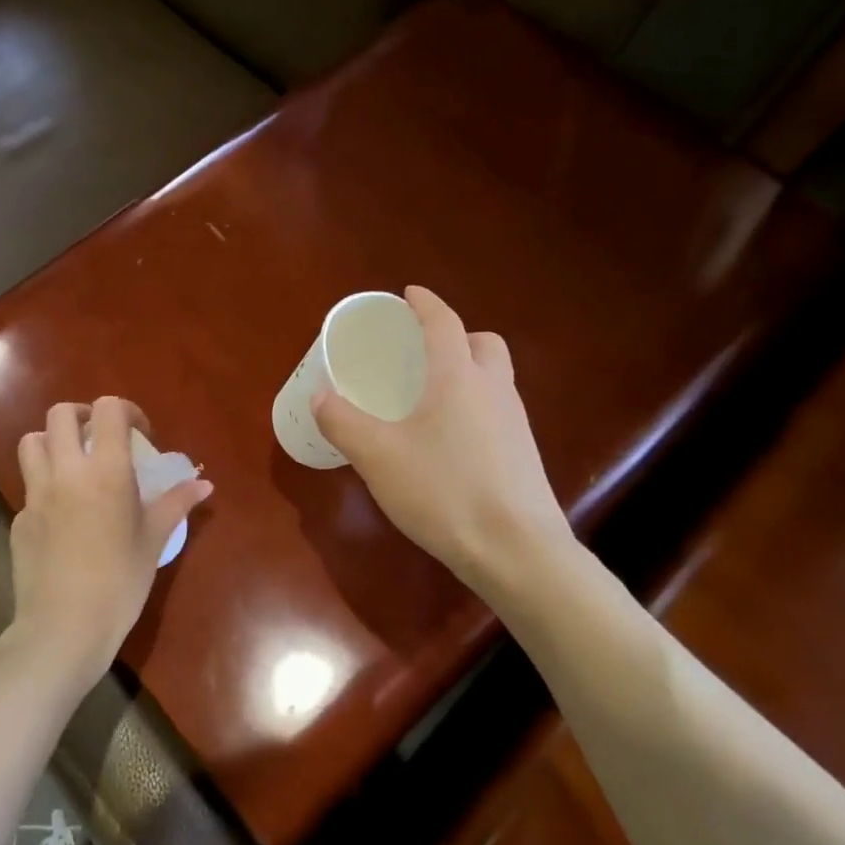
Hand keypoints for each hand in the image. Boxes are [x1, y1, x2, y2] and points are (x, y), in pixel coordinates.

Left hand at [8, 396, 211, 688]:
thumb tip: (205, 484)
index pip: (107, 410)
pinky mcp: (19, 520)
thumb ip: (177, 503)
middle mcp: (65, 472)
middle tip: (101, 439)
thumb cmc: (120, 582)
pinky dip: (45, 487)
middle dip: (82, 416)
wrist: (64, 628)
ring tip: (74, 465)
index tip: (140, 435)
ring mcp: (35, 495)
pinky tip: (62, 518)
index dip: (126, 411)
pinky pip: (29, 487)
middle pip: (60, 414)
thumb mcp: (154, 540)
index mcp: (105, 470)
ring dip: (53, 442)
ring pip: (32, 442)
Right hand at [313, 286, 568, 587]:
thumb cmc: (443, 491)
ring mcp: (516, 423)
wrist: (517, 551)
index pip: (444, 322)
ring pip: (495, 378)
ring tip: (432, 398)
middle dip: (456, 336)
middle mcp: (494, 390)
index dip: (425, 303)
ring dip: (468, 372)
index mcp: (458, 377)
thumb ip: (343, 422)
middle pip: (483, 343)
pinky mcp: (524, 455)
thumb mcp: (377, 456)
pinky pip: (498, 411)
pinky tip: (450, 441)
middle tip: (424, 352)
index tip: (409, 293)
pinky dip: (475, 407)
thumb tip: (320, 396)